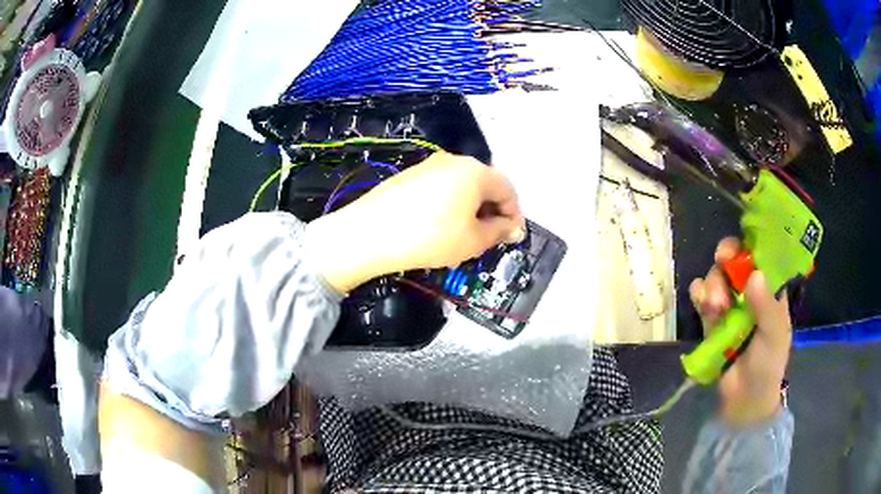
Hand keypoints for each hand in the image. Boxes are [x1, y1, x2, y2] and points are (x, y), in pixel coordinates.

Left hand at [306, 152, 524, 292]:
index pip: (507, 189)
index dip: (514, 214)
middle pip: (485, 184)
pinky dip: (450, 204)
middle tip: (490, 238)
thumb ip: (499, 232)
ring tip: (464, 234)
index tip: (512, 237)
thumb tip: (513, 228)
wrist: (369, 233)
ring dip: (471, 208)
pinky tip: (439, 225)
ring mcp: (428, 165)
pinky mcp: (409, 175)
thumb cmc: (430, 237)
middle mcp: (454, 161)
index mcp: (475, 171)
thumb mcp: (473, 240)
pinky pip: (441, 187)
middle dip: (492, 210)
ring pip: (462, 185)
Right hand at [689, 238, 791, 424]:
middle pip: (734, 262)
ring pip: (716, 278)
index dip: (748, 246)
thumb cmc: (767, 365)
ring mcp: (730, 307)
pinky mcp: (711, 321)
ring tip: (715, 306)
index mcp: (770, 290)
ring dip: (713, 284)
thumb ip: (766, 306)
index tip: (739, 243)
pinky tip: (700, 302)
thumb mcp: (774, 335)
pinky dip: (698, 295)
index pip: (760, 257)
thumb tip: (754, 274)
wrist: (744, 400)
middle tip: (721, 262)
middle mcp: (749, 293)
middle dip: (726, 262)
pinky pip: (701, 299)